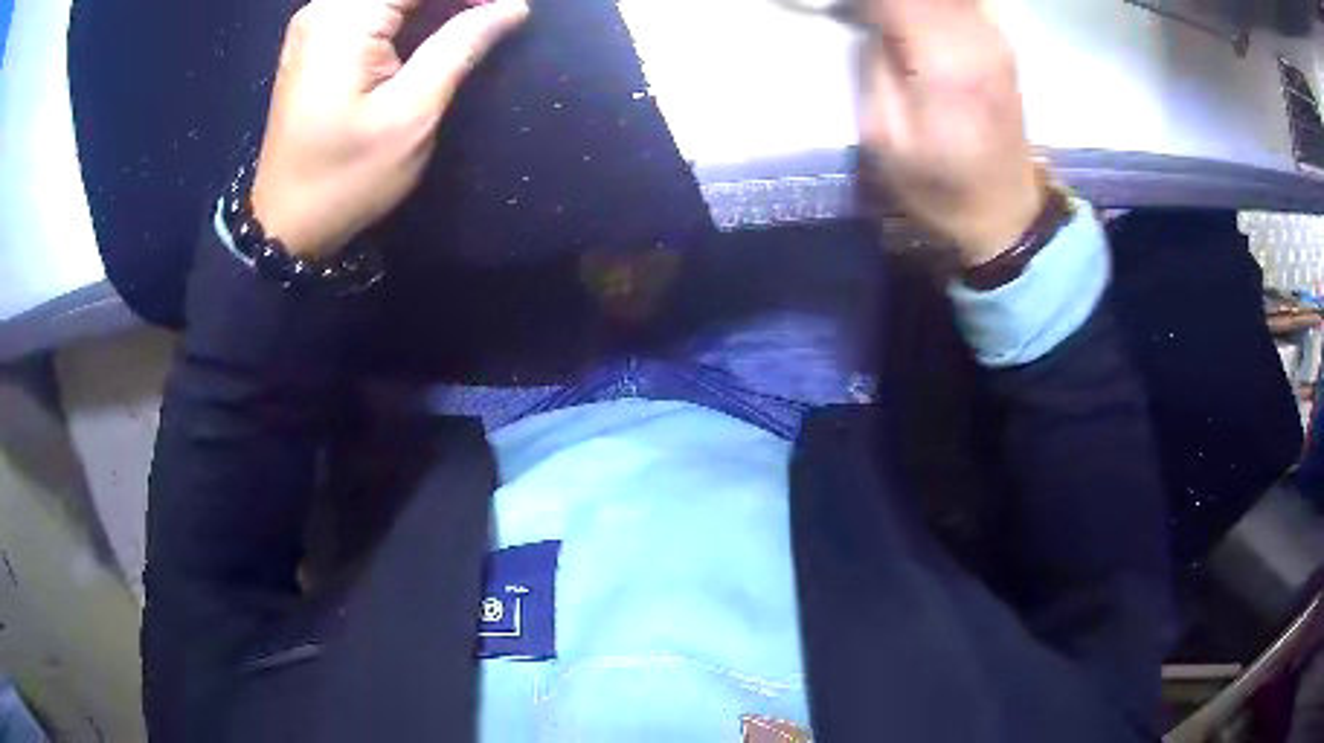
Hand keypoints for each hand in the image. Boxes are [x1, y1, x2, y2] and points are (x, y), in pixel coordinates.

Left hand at [251, 0, 529, 258]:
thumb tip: (512, 7)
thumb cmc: (346, 176)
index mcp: (344, 18)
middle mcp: (324, 7)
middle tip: (494, 15)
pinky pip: (372, 5)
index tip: (509, 9)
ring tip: (475, 18)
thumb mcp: (411, 113)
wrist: (285, 223)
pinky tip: (439, 22)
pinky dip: (411, 9)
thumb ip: (461, 46)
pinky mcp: (316, 38)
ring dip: (435, 4)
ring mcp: (316, 21)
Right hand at [859, 0, 1042, 266]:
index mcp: (944, 65)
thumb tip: (872, 19)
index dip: (869, 1)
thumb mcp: (885, 138)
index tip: (848, 12)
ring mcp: (995, 40)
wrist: (1004, 211)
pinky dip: (935, 7)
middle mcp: (977, 41)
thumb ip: (874, 67)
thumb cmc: (939, 186)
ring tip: (888, 24)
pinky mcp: (1000, 44)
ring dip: (913, 4)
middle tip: (866, 19)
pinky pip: (963, 2)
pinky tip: (918, 20)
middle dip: (888, 1)